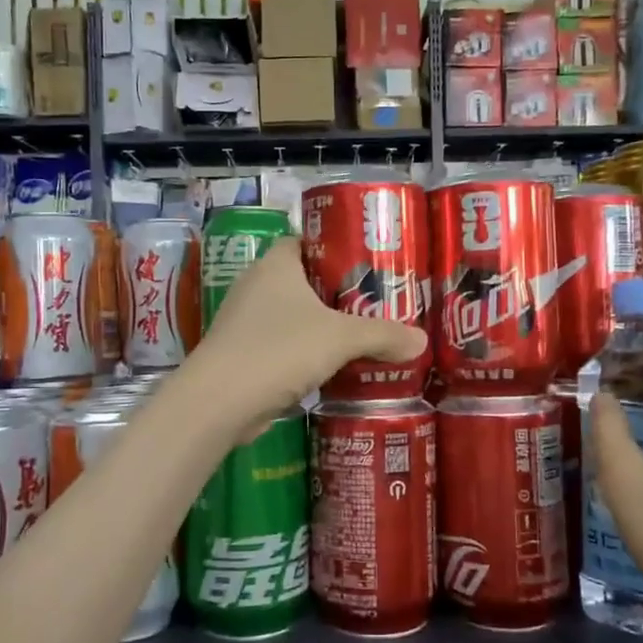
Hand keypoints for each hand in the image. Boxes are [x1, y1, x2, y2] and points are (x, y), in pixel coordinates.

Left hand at [190, 237, 426, 429]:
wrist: (221, 401)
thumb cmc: (280, 349)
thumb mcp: (342, 338)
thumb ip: (383, 336)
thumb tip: (421, 340)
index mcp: (275, 265)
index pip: (304, 241)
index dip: (332, 248)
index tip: (364, 263)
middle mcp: (255, 286)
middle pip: (301, 280)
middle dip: (334, 292)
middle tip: (373, 303)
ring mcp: (244, 322)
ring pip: (290, 316)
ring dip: (318, 327)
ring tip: (358, 336)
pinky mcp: (241, 355)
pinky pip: (280, 345)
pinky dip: (302, 353)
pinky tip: (329, 368)